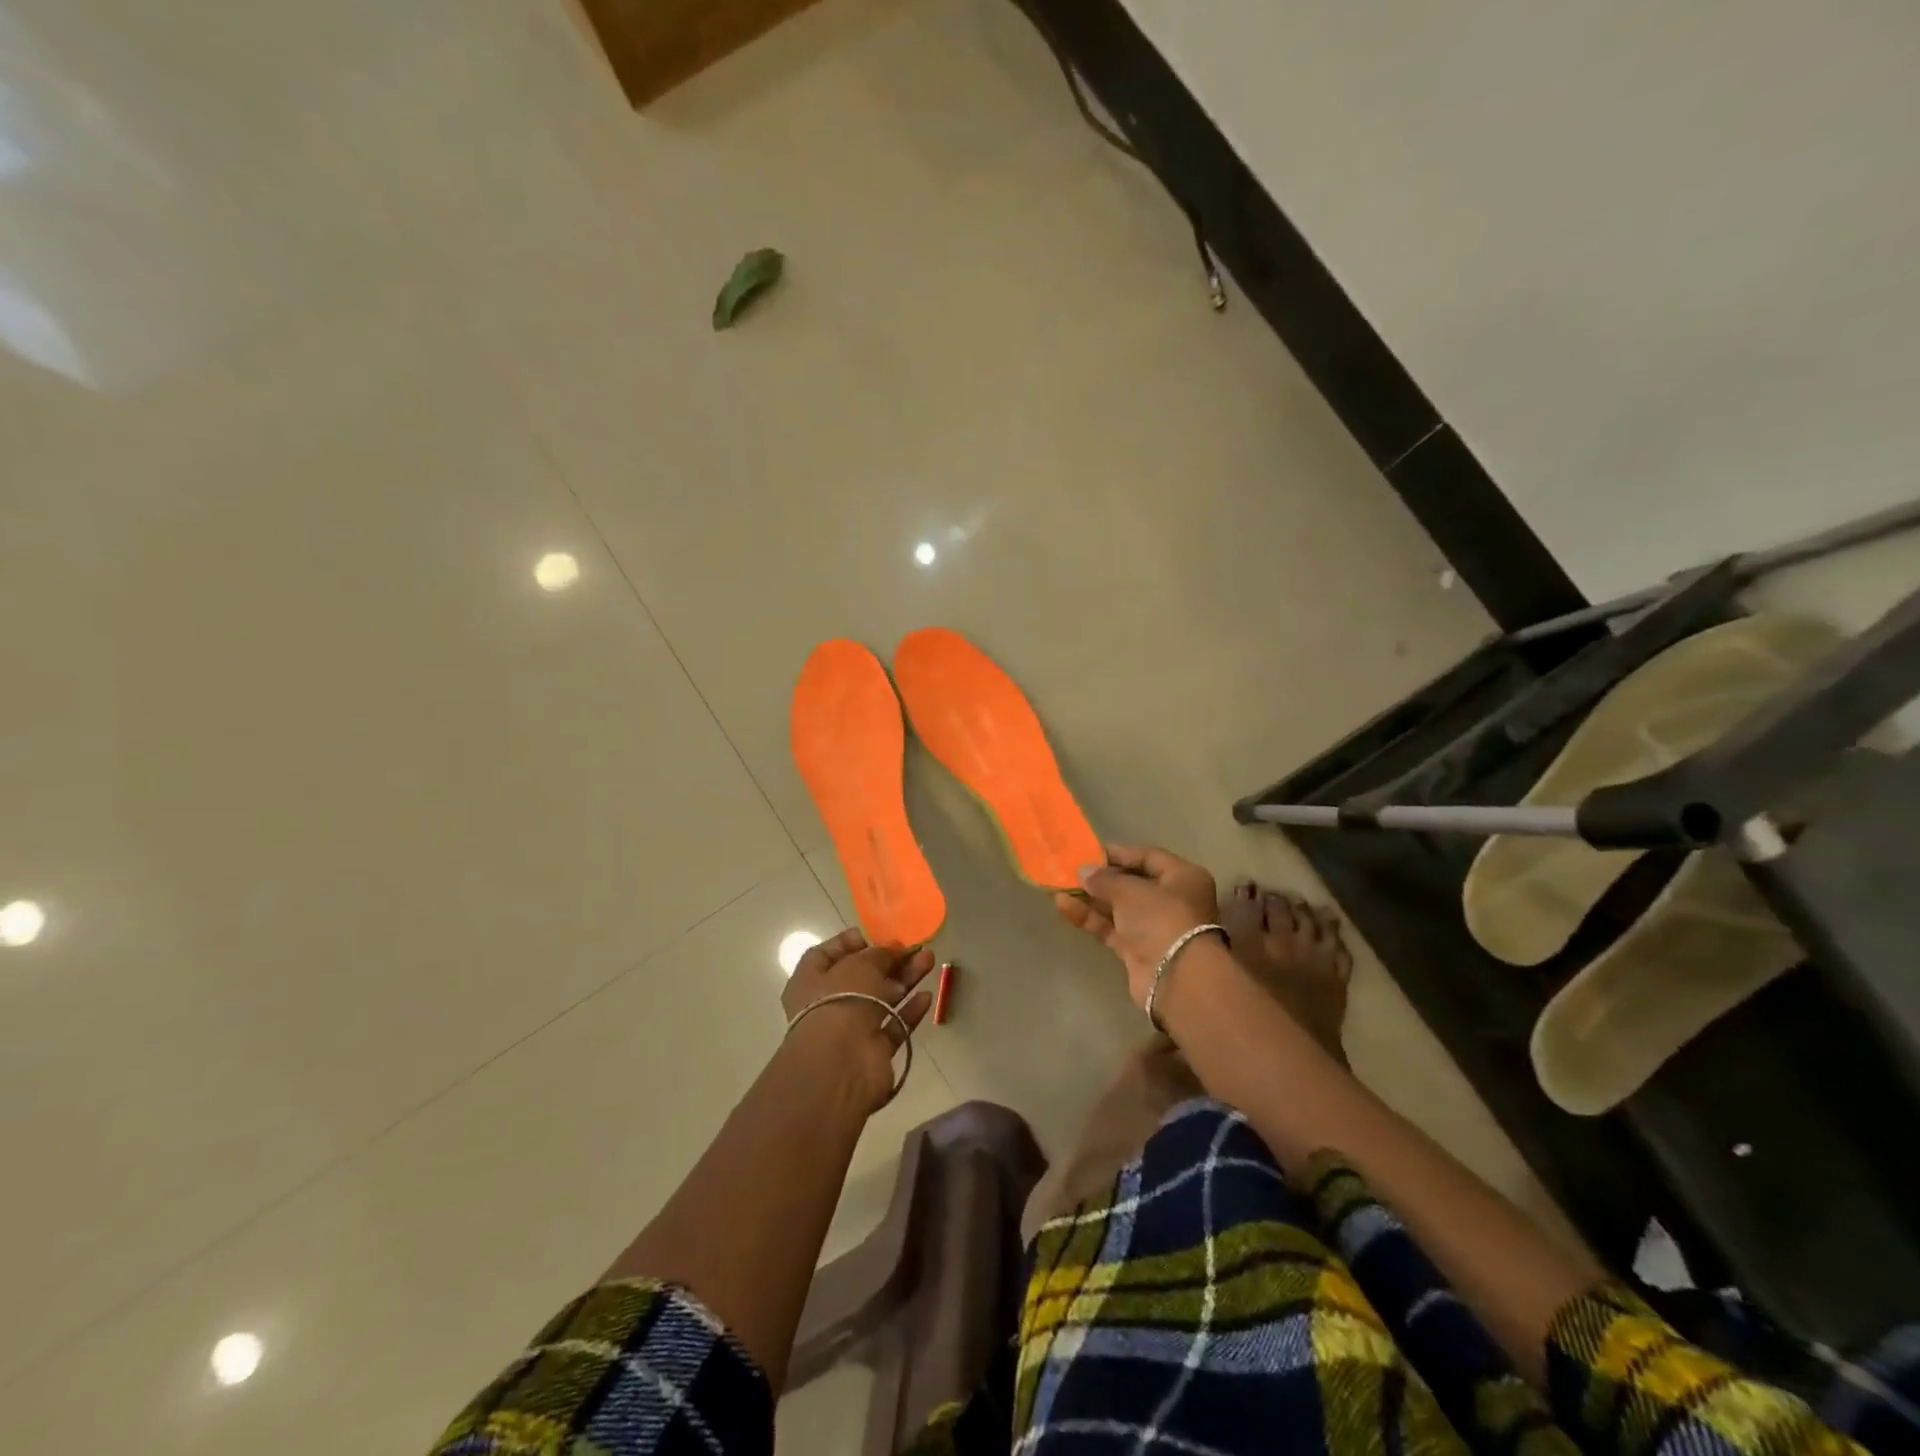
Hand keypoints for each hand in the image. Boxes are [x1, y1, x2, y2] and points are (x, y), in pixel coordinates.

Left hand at [782, 929, 935, 1112]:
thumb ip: (879, 953)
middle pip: (862, 976)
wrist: (841, 1065)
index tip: (878, 935)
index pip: (828, 954)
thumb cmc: (840, 1000)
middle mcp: (827, 1004)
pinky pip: (893, 1025)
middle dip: (889, 960)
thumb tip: (893, 949)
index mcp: (810, 981)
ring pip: (881, 998)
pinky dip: (909, 1011)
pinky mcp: (872, 1050)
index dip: (851, 942)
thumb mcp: (860, 964)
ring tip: (929, 960)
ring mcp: (850, 1029)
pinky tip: (927, 996)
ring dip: (905, 979)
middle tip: (915, 947)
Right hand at [1055, 844, 1219, 1007]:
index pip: (1148, 857)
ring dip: (1090, 898)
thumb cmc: (1161, 918)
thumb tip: (1083, 870)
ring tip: (1059, 887)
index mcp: (1183, 877)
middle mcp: (1173, 900)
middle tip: (1071, 870)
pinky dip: (1090, 918)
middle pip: (1132, 883)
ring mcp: (1155, 927)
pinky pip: (1111, 928)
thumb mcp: (1130, 890)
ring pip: (1118, 907)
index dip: (1119, 854)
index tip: (1089, 852)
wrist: (1176, 978)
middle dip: (1101, 878)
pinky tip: (1064, 907)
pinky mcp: (1138, 950)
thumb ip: (1104, 879)